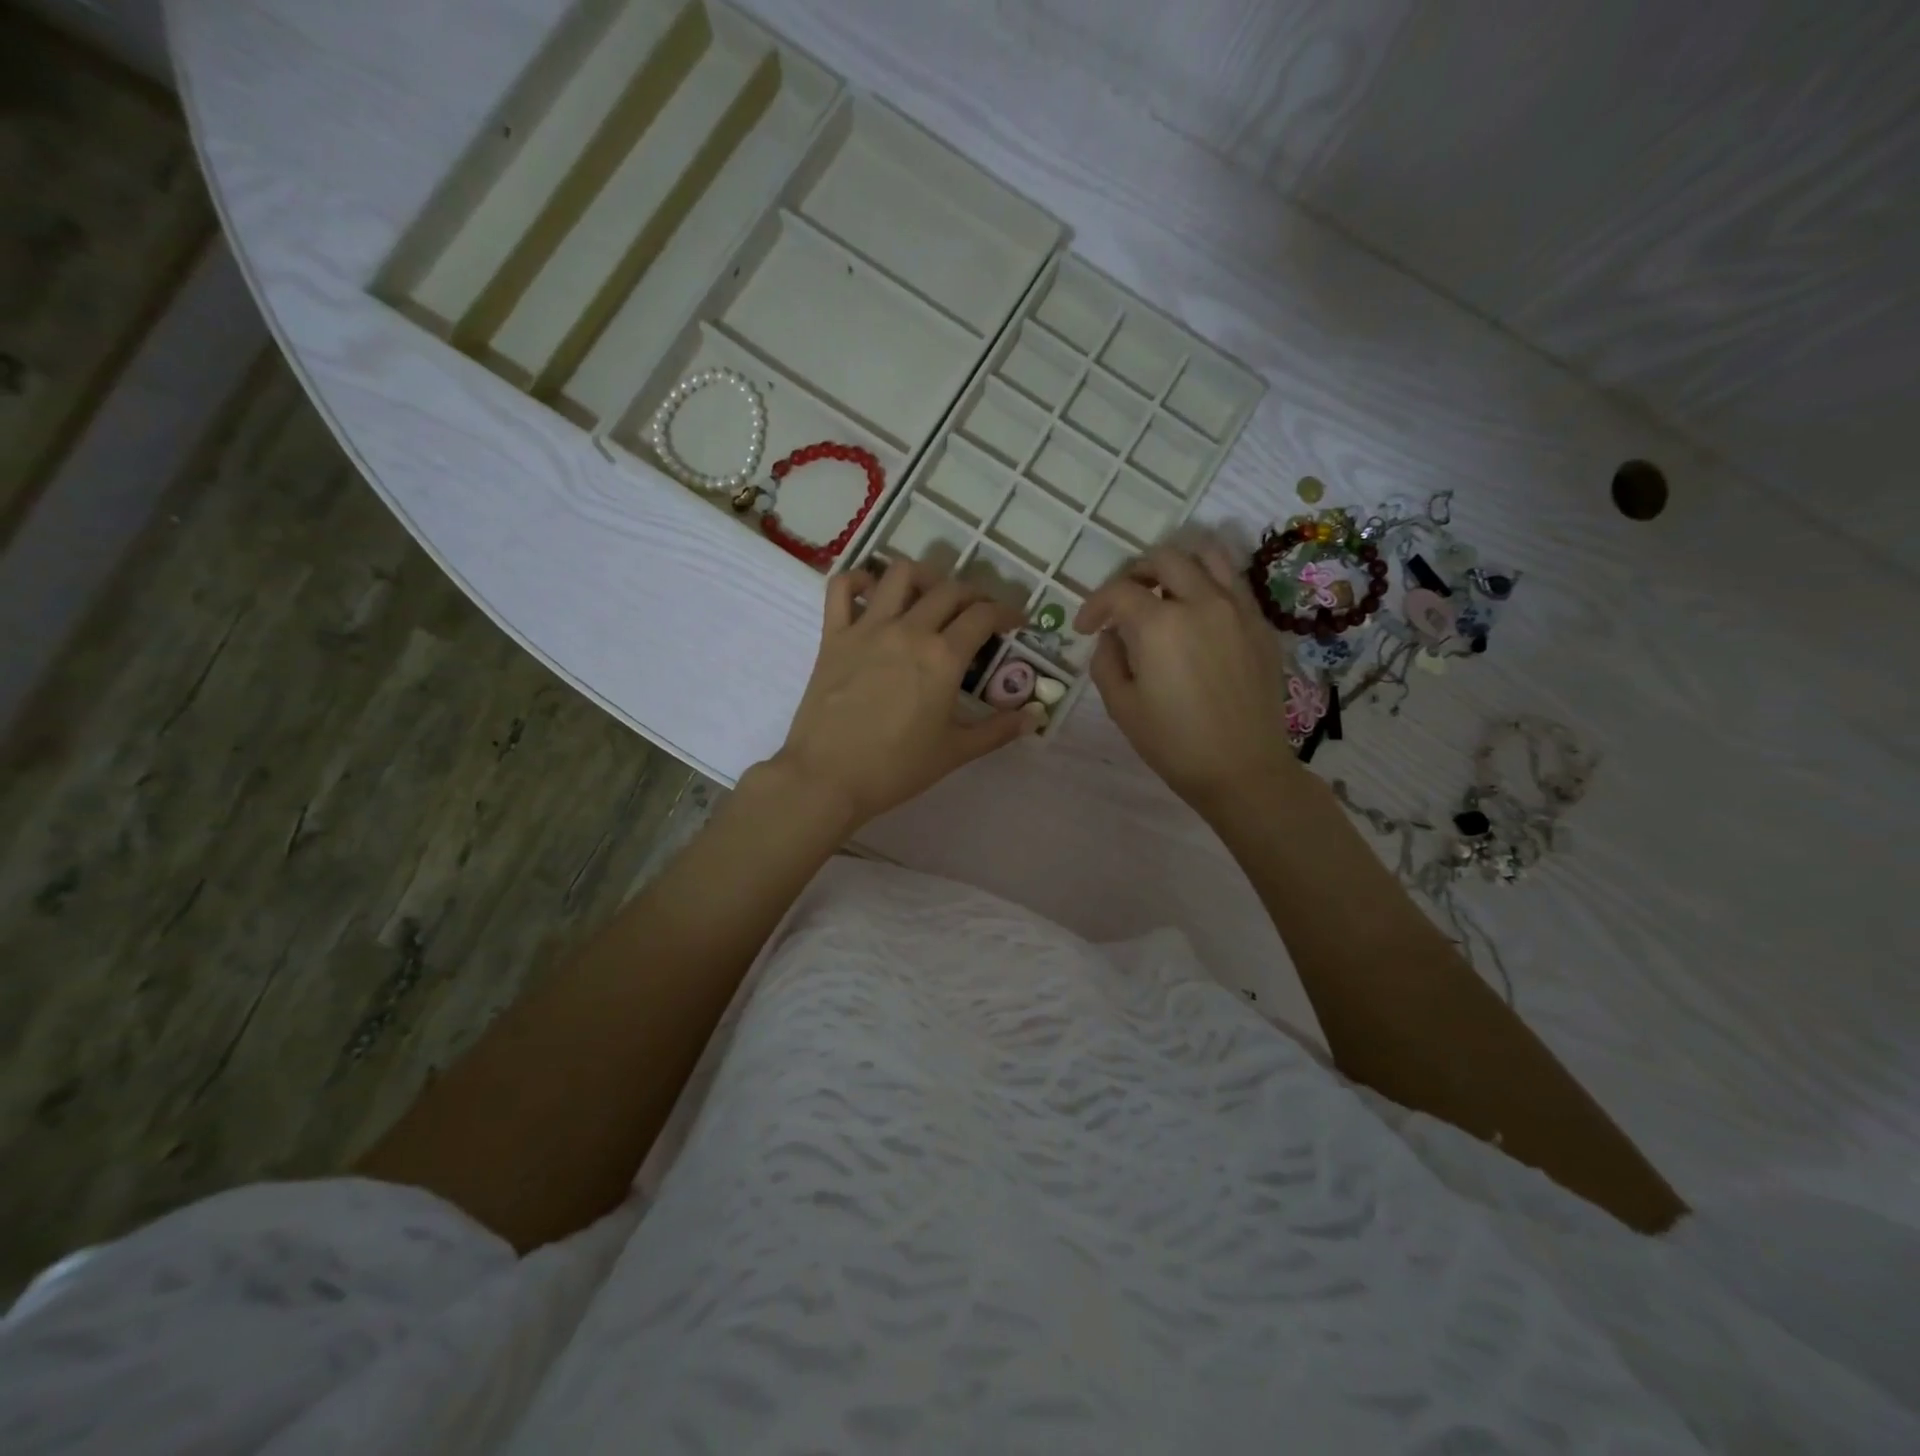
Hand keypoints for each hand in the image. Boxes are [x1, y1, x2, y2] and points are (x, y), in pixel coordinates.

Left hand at [769, 559, 1034, 832]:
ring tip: (930, 595)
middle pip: (949, 590)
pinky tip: (871, 592)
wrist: (827, 778)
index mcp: (943, 657)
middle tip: (980, 612)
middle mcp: (909, 630)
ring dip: (924, 577)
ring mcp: (867, 628)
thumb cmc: (896, 768)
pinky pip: (840, 588)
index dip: (1007, 612)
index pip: (984, 616)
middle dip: (974, 595)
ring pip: (900, 574)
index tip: (1016, 621)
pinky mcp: (833, 636)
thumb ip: (998, 730)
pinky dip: (858, 579)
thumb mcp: (955, 752)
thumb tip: (1036, 716)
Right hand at [1077, 540, 1300, 814]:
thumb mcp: (1121, 706)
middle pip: (1163, 558)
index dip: (1094, 605)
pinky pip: (1233, 582)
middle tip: (1122, 602)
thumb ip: (1106, 660)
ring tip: (1164, 588)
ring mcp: (1238, 609)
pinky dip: (1209, 583)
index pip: (1118, 591)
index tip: (1086, 628)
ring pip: (1208, 555)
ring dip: (1177, 564)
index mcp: (1160, 624)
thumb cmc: (1173, 743)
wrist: (1242, 769)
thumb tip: (1112, 635)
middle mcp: (1202, 602)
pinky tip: (1197, 613)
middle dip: (1133, 574)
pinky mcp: (1261, 624)